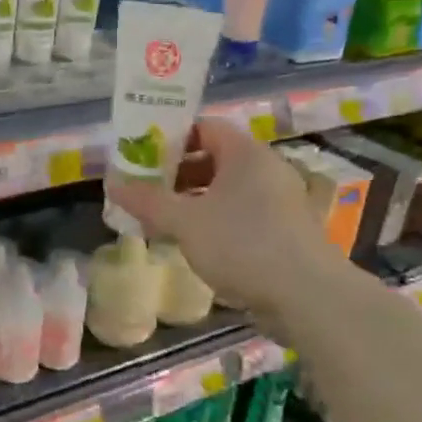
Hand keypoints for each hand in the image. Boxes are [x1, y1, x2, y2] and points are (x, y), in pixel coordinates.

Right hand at [106, 118, 338, 319]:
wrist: (308, 295)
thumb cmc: (242, 244)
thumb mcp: (185, 222)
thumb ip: (148, 201)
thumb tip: (112, 184)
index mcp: (245, 152)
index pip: (204, 126)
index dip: (171, 138)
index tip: (143, 157)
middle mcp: (267, 167)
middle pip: (215, 157)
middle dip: (178, 173)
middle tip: (148, 191)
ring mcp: (282, 199)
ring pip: (229, 188)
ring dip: (196, 200)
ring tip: (165, 220)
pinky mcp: (288, 229)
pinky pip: (244, 212)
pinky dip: (218, 219)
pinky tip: (197, 242)